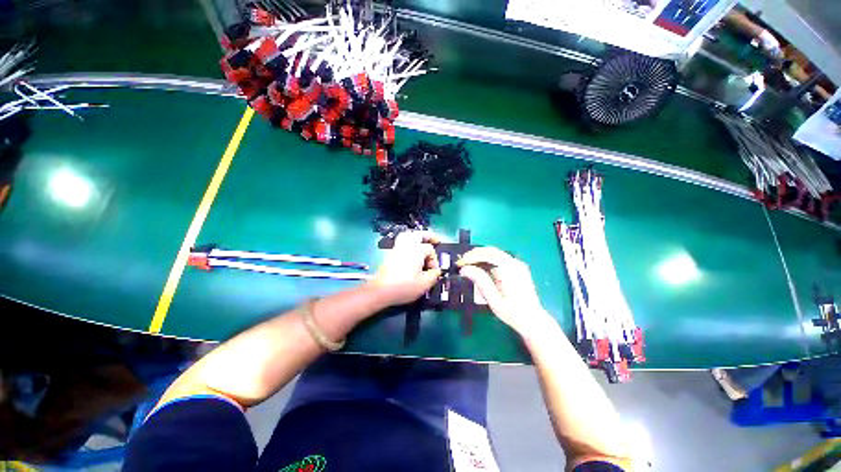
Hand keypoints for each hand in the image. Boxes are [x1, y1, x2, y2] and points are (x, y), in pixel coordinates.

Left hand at [367, 231, 441, 306]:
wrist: (381, 290)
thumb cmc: (404, 286)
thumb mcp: (425, 284)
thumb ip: (434, 275)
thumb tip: (436, 272)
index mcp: (417, 250)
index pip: (430, 250)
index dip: (434, 260)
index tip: (433, 271)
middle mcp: (407, 246)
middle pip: (419, 234)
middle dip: (429, 236)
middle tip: (435, 240)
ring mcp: (397, 248)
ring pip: (408, 235)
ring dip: (416, 236)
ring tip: (422, 241)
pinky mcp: (390, 254)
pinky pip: (401, 242)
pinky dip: (408, 242)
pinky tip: (411, 250)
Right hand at [457, 247, 553, 336]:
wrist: (533, 320)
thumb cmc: (513, 313)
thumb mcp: (494, 300)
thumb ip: (480, 281)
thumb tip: (465, 269)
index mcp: (510, 269)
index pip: (488, 255)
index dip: (472, 257)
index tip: (460, 263)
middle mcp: (515, 263)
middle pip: (491, 251)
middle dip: (474, 254)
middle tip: (461, 262)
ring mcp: (517, 264)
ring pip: (495, 253)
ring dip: (480, 256)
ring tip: (468, 264)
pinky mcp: (517, 268)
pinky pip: (499, 258)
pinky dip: (487, 259)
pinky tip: (480, 266)